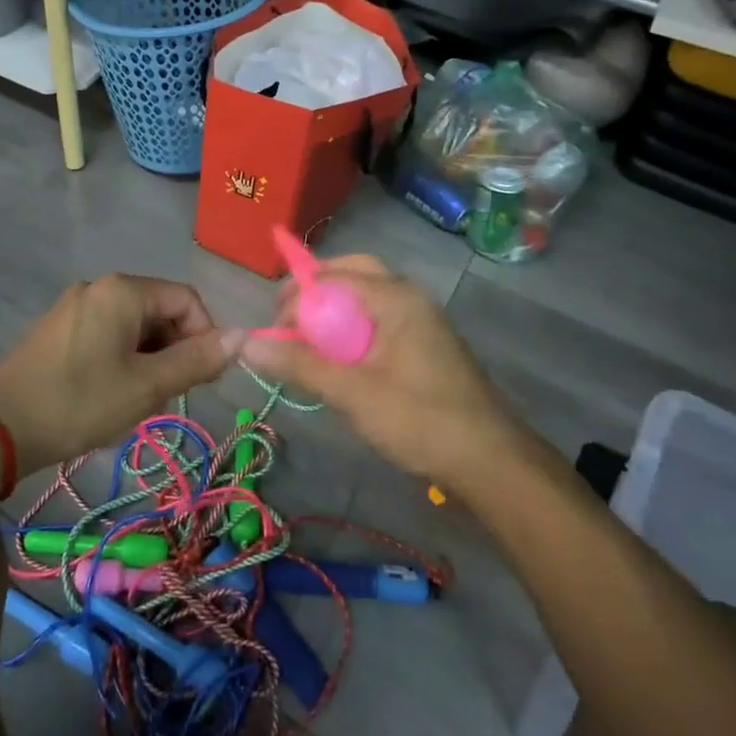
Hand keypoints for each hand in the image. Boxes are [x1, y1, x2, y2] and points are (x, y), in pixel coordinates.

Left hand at [0, 275, 242, 470]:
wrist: (0, 427)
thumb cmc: (81, 402)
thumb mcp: (147, 386)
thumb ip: (197, 360)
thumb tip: (241, 337)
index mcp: (123, 291)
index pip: (187, 299)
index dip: (205, 336)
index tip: (203, 378)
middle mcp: (100, 287)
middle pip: (160, 310)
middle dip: (175, 350)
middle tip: (169, 394)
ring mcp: (76, 306)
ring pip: (135, 326)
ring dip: (151, 359)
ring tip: (139, 399)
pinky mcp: (59, 328)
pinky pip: (109, 334)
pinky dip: (124, 359)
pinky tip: (113, 394)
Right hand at [241, 255, 516, 485]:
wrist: (489, 460)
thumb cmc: (420, 419)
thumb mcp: (352, 393)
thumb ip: (299, 365)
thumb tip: (246, 344)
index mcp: (395, 297)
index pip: (332, 276)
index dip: (296, 297)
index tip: (273, 331)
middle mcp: (409, 296)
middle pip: (351, 275)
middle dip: (315, 293)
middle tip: (287, 323)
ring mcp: (420, 318)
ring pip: (365, 298)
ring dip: (332, 311)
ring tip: (307, 343)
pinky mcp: (424, 342)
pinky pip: (378, 319)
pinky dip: (351, 329)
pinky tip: (338, 361)